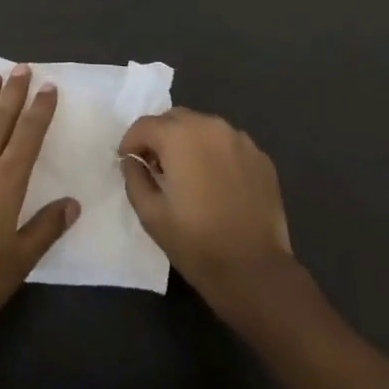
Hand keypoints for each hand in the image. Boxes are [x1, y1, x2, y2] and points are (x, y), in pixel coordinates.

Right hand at [119, 107, 294, 310]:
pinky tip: (216, 183)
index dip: (131, 142)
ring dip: (189, 142)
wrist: (254, 269)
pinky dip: (215, 154)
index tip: (128, 162)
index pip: (145, 125)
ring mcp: (241, 140)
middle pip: (175, 118)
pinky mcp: (261, 157)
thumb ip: (135, 178)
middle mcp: (212, 127)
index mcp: (180, 136)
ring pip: (204, 128)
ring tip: (187, 174)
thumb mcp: (150, 214)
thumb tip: (132, 161)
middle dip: (160, 137)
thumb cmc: (195, 242)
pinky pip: (228, 144)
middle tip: (155, 167)